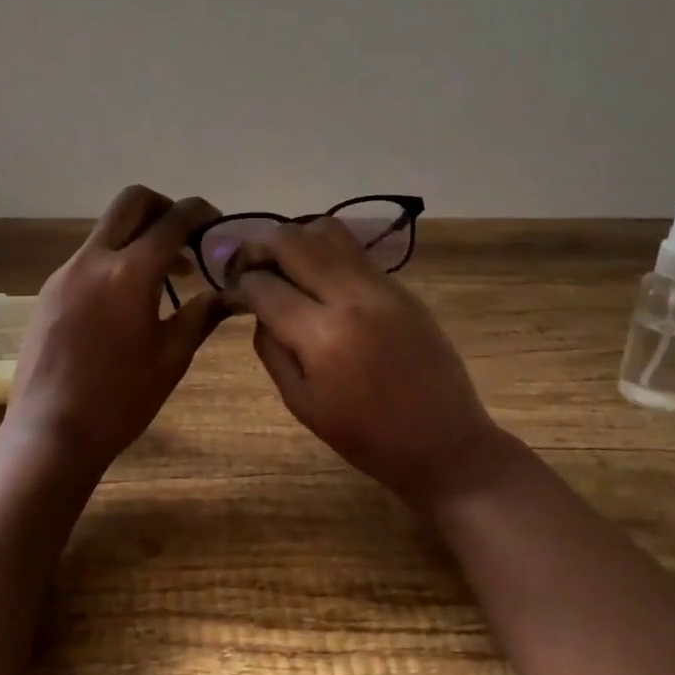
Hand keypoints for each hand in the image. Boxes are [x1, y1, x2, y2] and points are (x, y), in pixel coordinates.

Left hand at [6, 185, 225, 471]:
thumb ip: (202, 315)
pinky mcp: (49, 291)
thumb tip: (231, 293)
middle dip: (164, 208)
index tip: (216, 224)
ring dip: (139, 237)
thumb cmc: (120, 400)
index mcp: (130, 273)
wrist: (50, 433)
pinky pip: (89, 257)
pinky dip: (115, 260)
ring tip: (163, 277)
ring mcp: (65, 272)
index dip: (200, 213)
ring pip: (108, 229)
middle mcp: (94, 259)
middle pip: (132, 201)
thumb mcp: (171, 358)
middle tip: (185, 239)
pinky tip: (127, 301)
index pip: (174, 220)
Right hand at [222, 219, 507, 513]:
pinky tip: (317, 279)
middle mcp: (351, 297)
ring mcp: (381, 286)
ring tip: (282, 265)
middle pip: (292, 241)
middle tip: (246, 266)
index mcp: (322, 336)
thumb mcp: (302, 404)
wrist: (445, 443)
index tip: (229, 293)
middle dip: (257, 247)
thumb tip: (259, 311)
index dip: (237, 286)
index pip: (263, 286)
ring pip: (327, 231)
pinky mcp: (401, 287)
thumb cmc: (367, 438)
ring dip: (294, 240)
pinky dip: (325, 253)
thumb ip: (272, 350)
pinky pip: (354, 252)